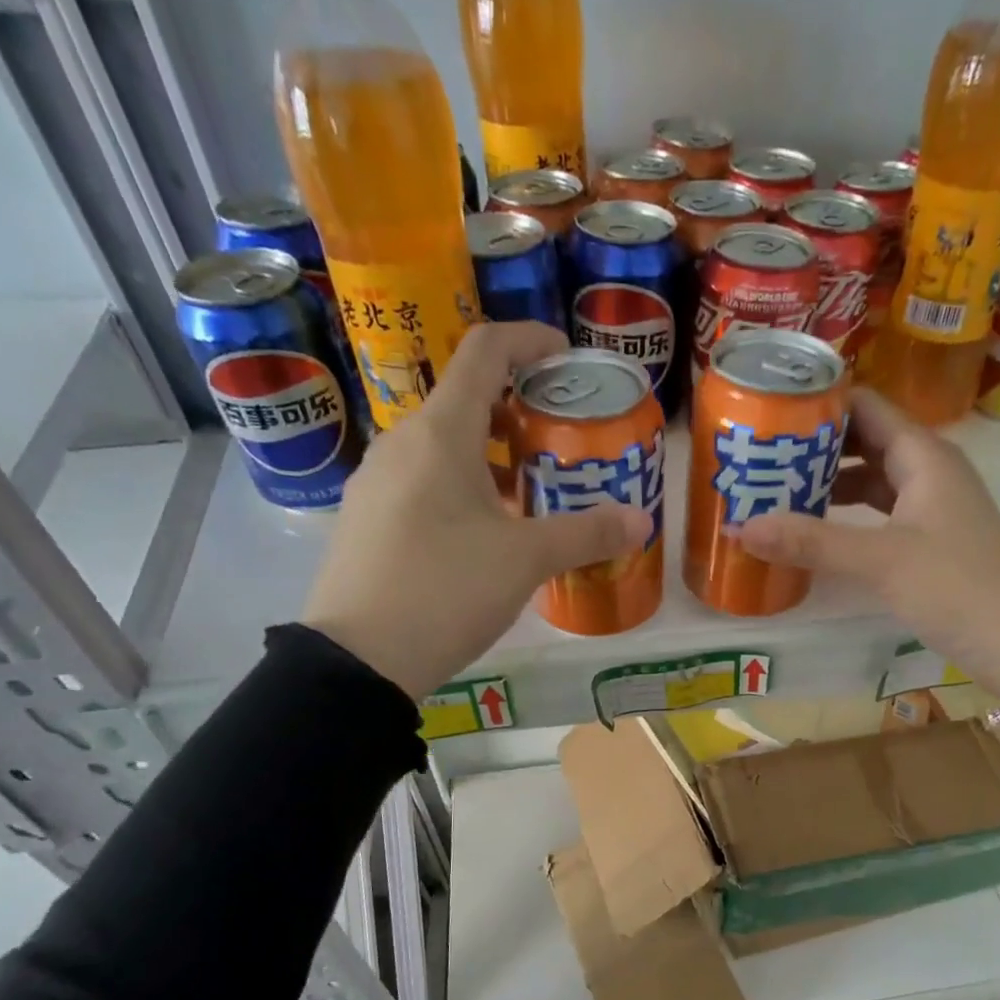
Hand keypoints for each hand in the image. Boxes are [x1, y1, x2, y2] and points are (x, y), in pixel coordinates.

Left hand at [301, 322, 650, 698]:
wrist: (359, 658)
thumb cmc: (446, 590)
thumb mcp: (526, 561)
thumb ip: (587, 533)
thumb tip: (640, 520)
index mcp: (440, 433)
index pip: (485, 352)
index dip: (530, 341)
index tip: (566, 359)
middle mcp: (401, 442)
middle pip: (465, 402)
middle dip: (519, 414)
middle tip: (560, 446)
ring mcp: (375, 481)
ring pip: (442, 447)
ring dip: (490, 457)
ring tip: (529, 497)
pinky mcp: (365, 519)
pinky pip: (421, 482)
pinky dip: (460, 488)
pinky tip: (482, 536)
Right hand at [739, 389, 999, 704]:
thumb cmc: (955, 587)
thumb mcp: (879, 561)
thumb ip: (811, 542)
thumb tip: (738, 526)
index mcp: (924, 455)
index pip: (865, 406)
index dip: (820, 403)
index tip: (769, 411)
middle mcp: (928, 469)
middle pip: (864, 440)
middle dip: (815, 446)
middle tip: (760, 455)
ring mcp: (930, 504)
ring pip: (871, 478)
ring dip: (828, 482)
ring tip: (775, 491)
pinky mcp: (928, 537)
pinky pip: (878, 510)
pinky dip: (846, 514)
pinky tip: (815, 530)